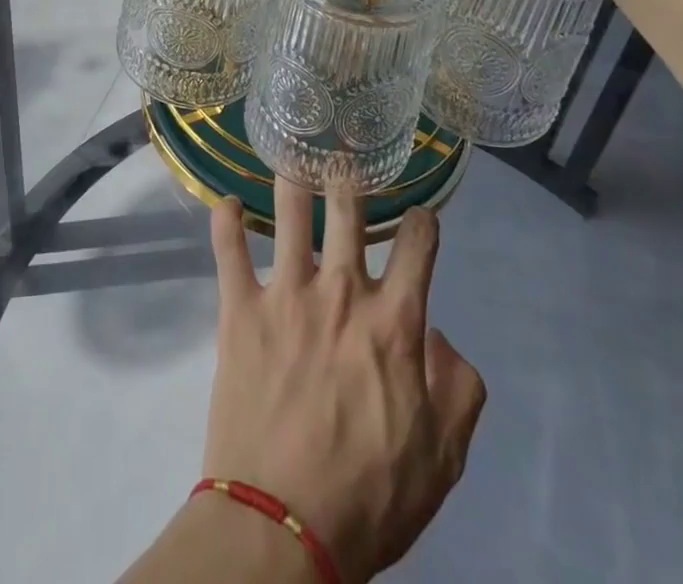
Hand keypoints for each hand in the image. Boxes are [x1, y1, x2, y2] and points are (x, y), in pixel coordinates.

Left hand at [202, 182, 486, 582]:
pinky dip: (225, 221)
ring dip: (292, 179)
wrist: (281, 528)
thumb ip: (458, 388)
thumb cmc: (369, 497)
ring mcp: (286, 294)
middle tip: (343, 157)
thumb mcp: (442, 458)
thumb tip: (438, 333)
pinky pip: (228, 251)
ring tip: (290, 153)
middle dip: (350, 177)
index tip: (420, 217)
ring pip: (289, 213)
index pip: (419, 245)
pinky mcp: (240, 310)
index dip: (424, 222)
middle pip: (349, 209)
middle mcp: (342, 291)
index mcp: (394, 322)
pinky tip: (225, 201)